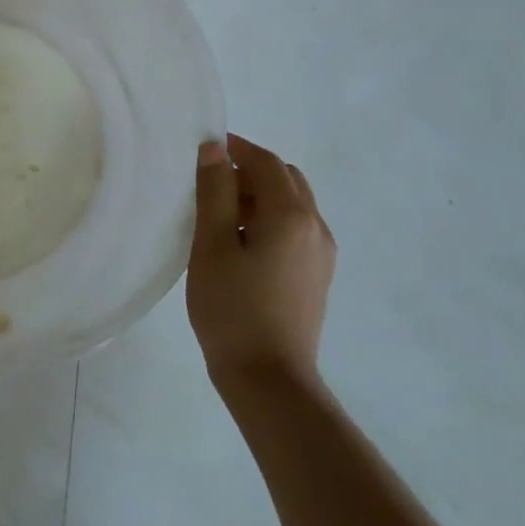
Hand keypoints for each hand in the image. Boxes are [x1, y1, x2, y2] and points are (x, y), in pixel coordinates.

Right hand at [188, 132, 335, 384]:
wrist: (268, 377)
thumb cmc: (232, 308)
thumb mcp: (212, 245)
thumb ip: (214, 192)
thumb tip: (214, 150)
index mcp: (291, 215)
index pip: (266, 162)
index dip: (236, 147)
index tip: (203, 147)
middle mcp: (316, 227)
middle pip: (285, 179)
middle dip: (249, 170)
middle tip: (208, 181)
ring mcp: (321, 253)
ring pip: (291, 205)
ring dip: (258, 195)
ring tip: (218, 214)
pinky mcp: (316, 275)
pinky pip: (294, 229)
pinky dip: (268, 219)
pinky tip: (239, 243)